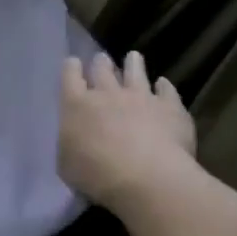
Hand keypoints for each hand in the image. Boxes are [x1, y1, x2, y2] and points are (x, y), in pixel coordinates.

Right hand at [59, 52, 197, 212]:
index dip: (71, 68)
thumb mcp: (66, 164)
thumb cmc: (97, 175)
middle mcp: (107, 94)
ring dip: (133, 64)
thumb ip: (69, 145)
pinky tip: (164, 84)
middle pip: (102, 70)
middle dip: (100, 63)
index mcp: (76, 106)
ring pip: (136, 73)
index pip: (70, 78)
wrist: (147, 178)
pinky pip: (167, 91)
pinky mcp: (170, 107)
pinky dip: (164, 86)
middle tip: (101, 59)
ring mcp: (141, 97)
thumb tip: (74, 139)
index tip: (73, 62)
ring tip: (133, 57)